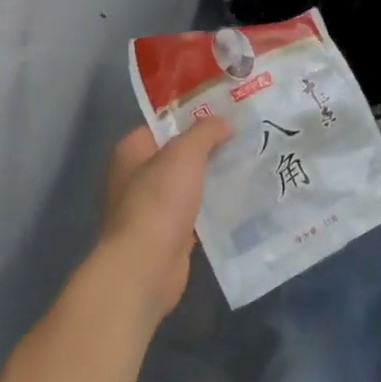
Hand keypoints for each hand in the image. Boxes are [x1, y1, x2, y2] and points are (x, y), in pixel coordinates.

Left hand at [92, 119, 231, 323]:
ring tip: (249, 166)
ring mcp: (151, 210)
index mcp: (130, 152)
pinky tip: (241, 202)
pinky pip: (195, 214)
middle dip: (208, 150)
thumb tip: (224, 122)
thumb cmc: (158, 202)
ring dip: (212, 180)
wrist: (146, 266)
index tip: (224, 114)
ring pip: (188, 186)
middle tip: (244, 139)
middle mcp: (136, 178)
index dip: (191, 118)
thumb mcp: (184, 154)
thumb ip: (204, 132)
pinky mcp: (168, 235)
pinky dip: (213, 210)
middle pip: (177, 156)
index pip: (161, 126)